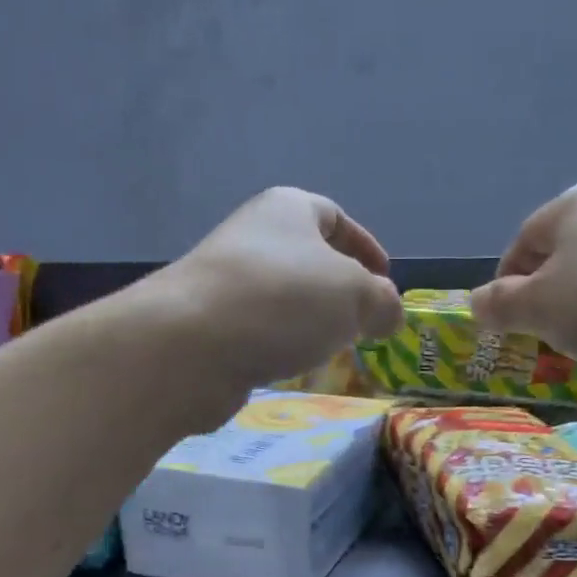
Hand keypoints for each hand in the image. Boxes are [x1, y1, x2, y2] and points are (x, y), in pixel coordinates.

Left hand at [154, 187, 402, 394]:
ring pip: (282, 296)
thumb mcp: (356, 296)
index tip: (384, 279)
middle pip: (306, 258)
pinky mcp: (208, 325)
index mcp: (287, 209)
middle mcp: (252, 237)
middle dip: (338, 288)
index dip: (364, 246)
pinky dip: (280, 344)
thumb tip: (387, 313)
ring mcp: (224, 281)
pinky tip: (292, 366)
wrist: (190, 345)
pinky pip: (258, 328)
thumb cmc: (283, 301)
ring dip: (309, 320)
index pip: (334, 216)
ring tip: (333, 348)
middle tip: (364, 320)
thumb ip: (383, 302)